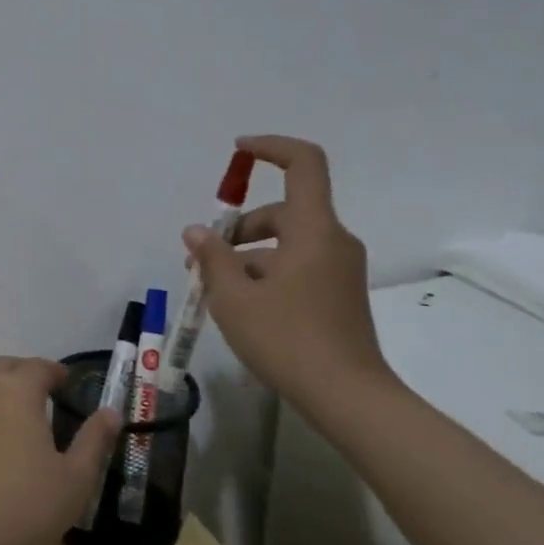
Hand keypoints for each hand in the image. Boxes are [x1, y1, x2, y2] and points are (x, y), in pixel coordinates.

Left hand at [0, 356, 119, 544]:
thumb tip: (111, 412)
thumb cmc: (29, 505)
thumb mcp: (76, 477)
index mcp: (17, 393)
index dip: (56, 371)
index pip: (38, 367)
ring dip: (4, 387)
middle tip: (48, 391)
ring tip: (25, 413)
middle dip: (27, 372)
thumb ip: (95, 439)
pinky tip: (0, 437)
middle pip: (6, 366)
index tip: (68, 382)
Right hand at [183, 135, 394, 406]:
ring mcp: (339, 270)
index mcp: (313, 230)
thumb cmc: (286, 339)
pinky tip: (241, 306)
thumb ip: (213, 258)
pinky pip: (298, 266)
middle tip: (201, 258)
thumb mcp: (234, 297)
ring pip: (287, 244)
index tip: (238, 150)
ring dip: (248, 256)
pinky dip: (267, 273)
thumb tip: (197, 231)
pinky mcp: (339, 294)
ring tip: (213, 290)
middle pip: (283, 212)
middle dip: (239, 228)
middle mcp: (333, 241)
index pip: (303, 164)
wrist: (346, 396)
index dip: (271, 148)